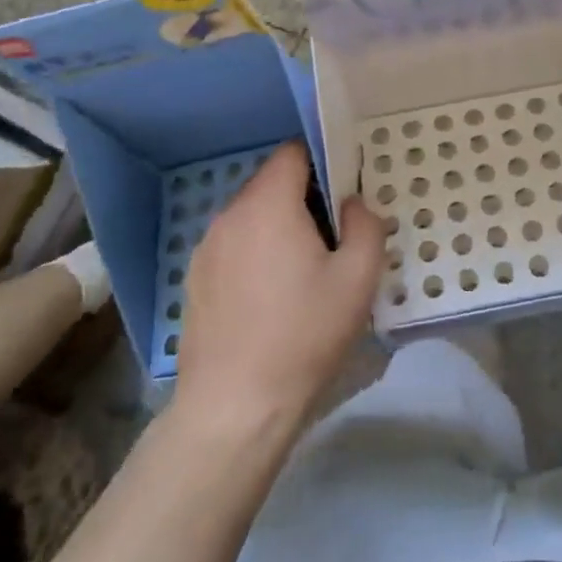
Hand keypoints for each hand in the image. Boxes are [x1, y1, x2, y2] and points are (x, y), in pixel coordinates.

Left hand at [173, 142, 383, 433]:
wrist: (234, 408)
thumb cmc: (303, 336)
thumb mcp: (358, 279)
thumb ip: (366, 225)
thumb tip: (353, 203)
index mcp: (268, 204)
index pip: (293, 152)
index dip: (323, 161)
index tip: (344, 191)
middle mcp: (230, 215)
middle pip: (272, 183)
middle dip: (304, 198)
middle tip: (333, 237)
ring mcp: (206, 248)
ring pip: (252, 216)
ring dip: (278, 227)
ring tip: (303, 271)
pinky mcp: (195, 279)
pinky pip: (234, 245)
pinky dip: (255, 253)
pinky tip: (271, 297)